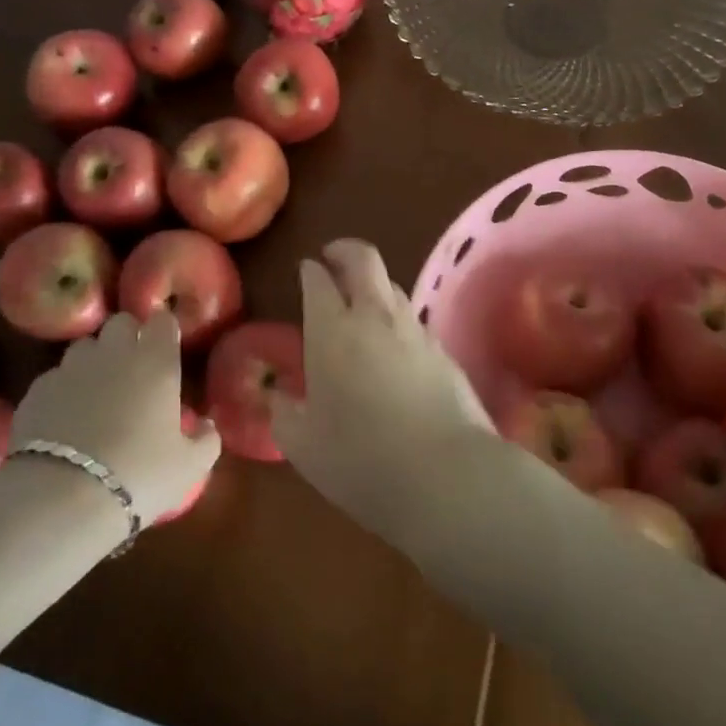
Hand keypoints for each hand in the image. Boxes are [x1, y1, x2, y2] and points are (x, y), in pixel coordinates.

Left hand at [12, 312, 219, 524]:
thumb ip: (206, 440)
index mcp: (157, 362)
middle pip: (121, 322)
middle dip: (128, 337)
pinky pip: (55, 377)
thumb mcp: (190, 467)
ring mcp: (72, 368)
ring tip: (97, 392)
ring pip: (85, 346)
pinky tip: (65, 419)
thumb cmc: (139, 476)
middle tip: (133, 369)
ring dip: (94, 360)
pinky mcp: (37, 390)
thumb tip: (207, 425)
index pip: (163, 321)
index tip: (167, 349)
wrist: (62, 500)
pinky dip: (64, 389)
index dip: (165, 331)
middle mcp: (115, 353)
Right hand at [270, 240, 493, 548]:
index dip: (310, 271)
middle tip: (332, 257)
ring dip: (373, 285)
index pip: (318, 281)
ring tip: (361, 305)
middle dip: (344, 250)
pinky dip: (397, 320)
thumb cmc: (361, 460)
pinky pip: (413, 320)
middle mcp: (374, 317)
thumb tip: (278, 395)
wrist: (447, 475)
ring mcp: (414, 330)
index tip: (306, 269)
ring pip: (392, 286)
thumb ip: (284, 413)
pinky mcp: (444, 350)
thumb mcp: (303, 445)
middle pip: (363, 259)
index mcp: (332, 330)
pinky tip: (393, 348)